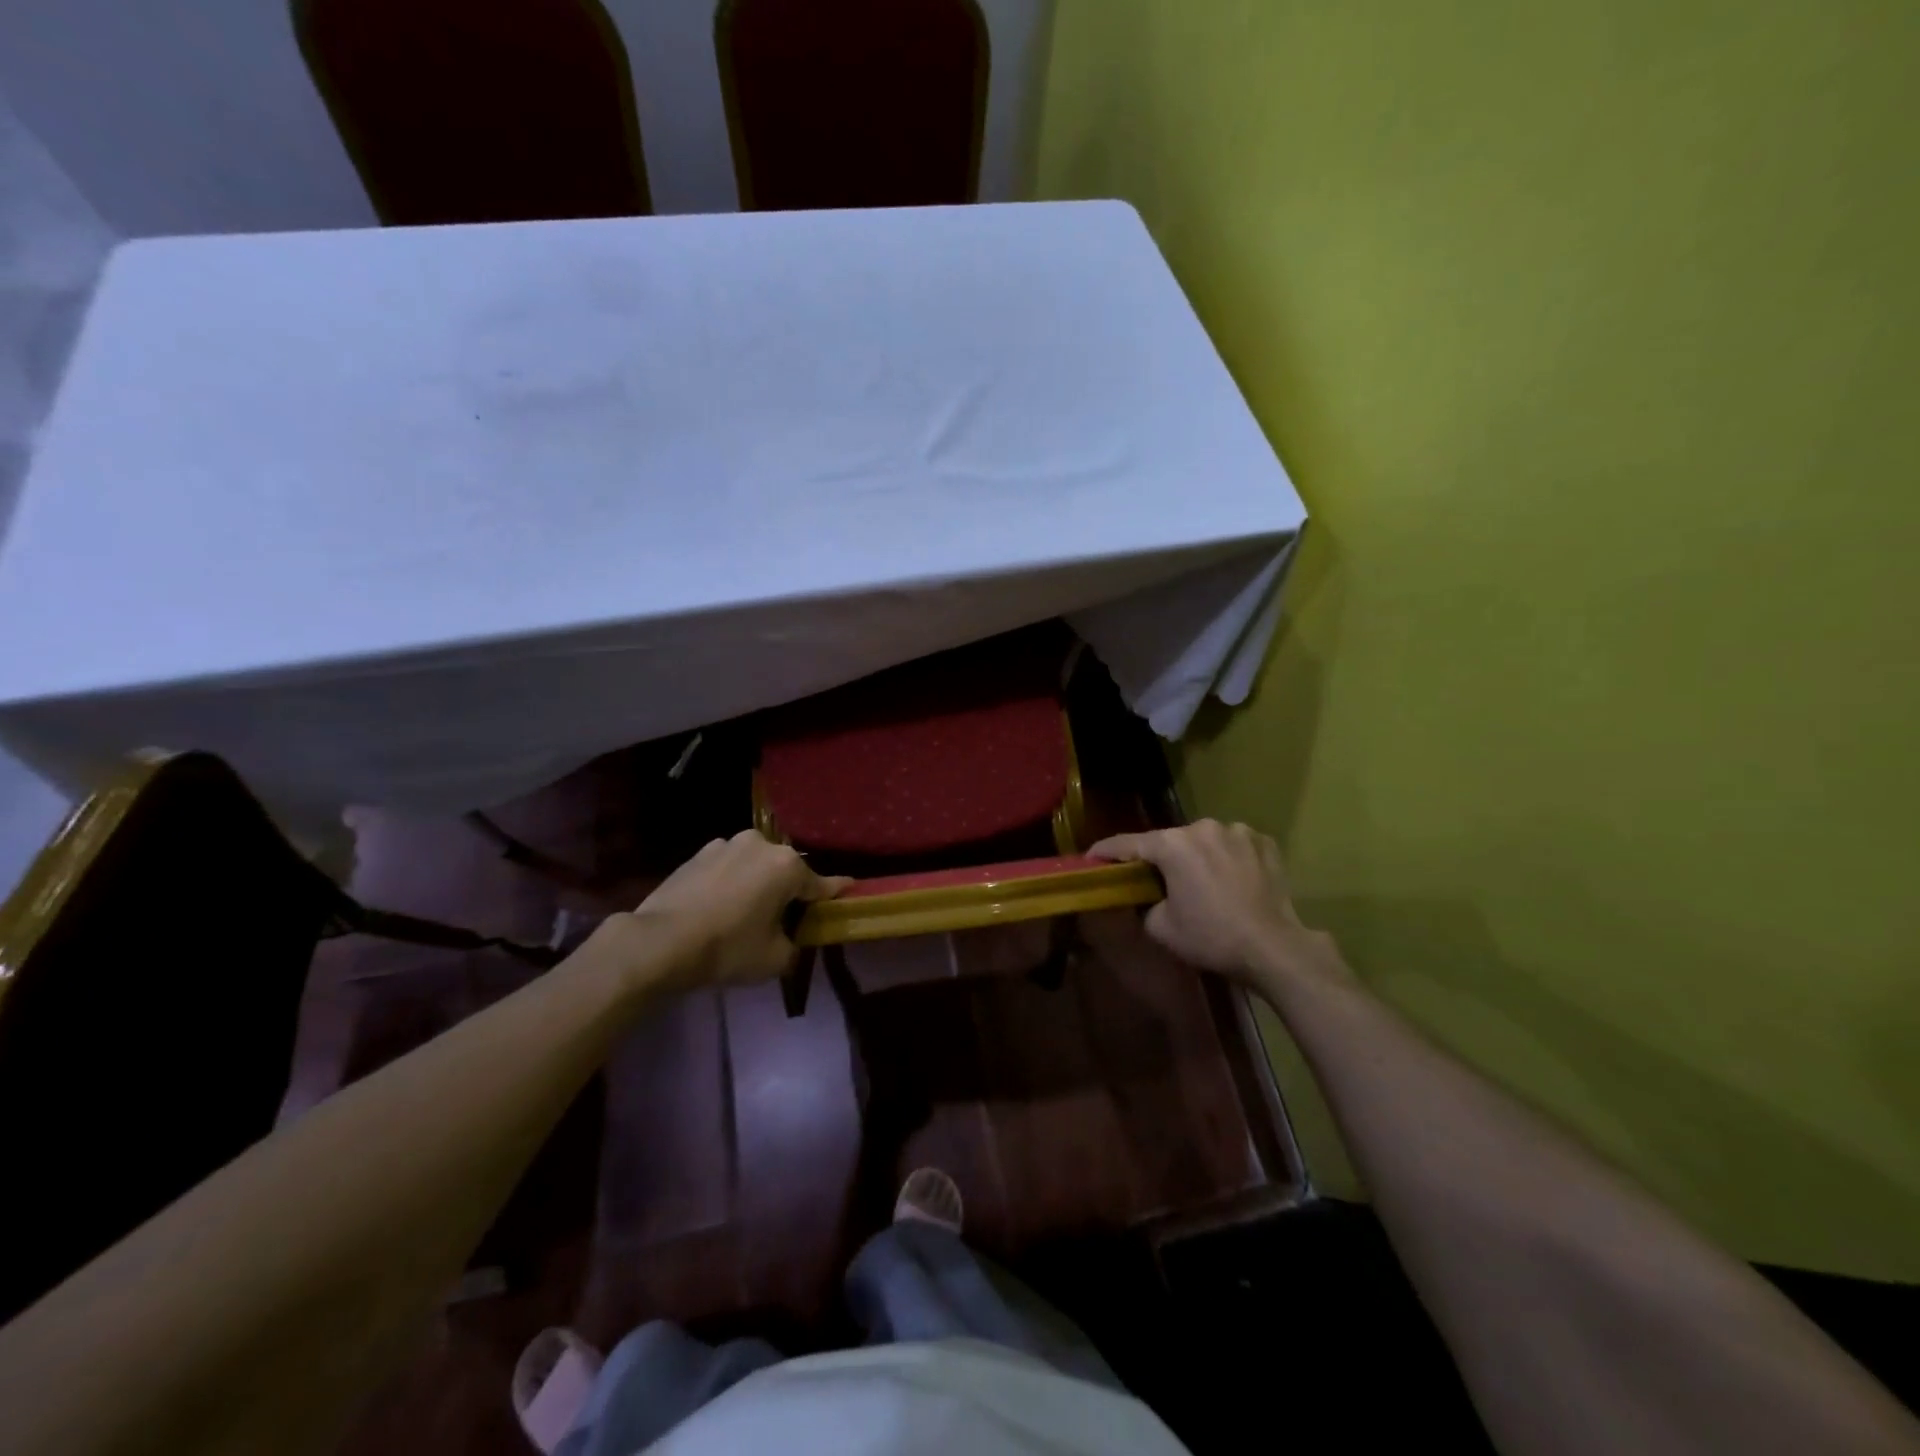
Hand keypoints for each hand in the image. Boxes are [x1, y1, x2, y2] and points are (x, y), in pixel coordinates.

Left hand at [615, 831, 850, 993]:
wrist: (659, 942)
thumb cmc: (727, 948)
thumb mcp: (774, 960)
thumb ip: (795, 946)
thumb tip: (791, 940)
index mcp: (787, 866)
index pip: (822, 883)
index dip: (836, 892)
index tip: (850, 890)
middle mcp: (761, 845)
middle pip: (786, 871)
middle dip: (788, 890)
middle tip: (783, 918)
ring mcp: (726, 844)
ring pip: (754, 866)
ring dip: (756, 883)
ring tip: (746, 911)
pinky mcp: (698, 853)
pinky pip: (727, 868)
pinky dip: (730, 882)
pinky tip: (719, 906)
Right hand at [1089, 820, 1348, 992]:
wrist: (1274, 948)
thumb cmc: (1212, 937)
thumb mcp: (1162, 928)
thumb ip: (1144, 905)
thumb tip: (1147, 898)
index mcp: (1172, 845)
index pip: (1128, 843)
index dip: (1105, 851)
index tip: (1091, 857)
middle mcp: (1203, 827)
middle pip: (1170, 841)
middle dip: (1160, 857)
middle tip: (1155, 879)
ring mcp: (1237, 831)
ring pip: (1204, 841)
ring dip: (1197, 856)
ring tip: (1202, 882)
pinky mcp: (1264, 842)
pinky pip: (1234, 845)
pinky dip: (1227, 858)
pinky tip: (1232, 880)